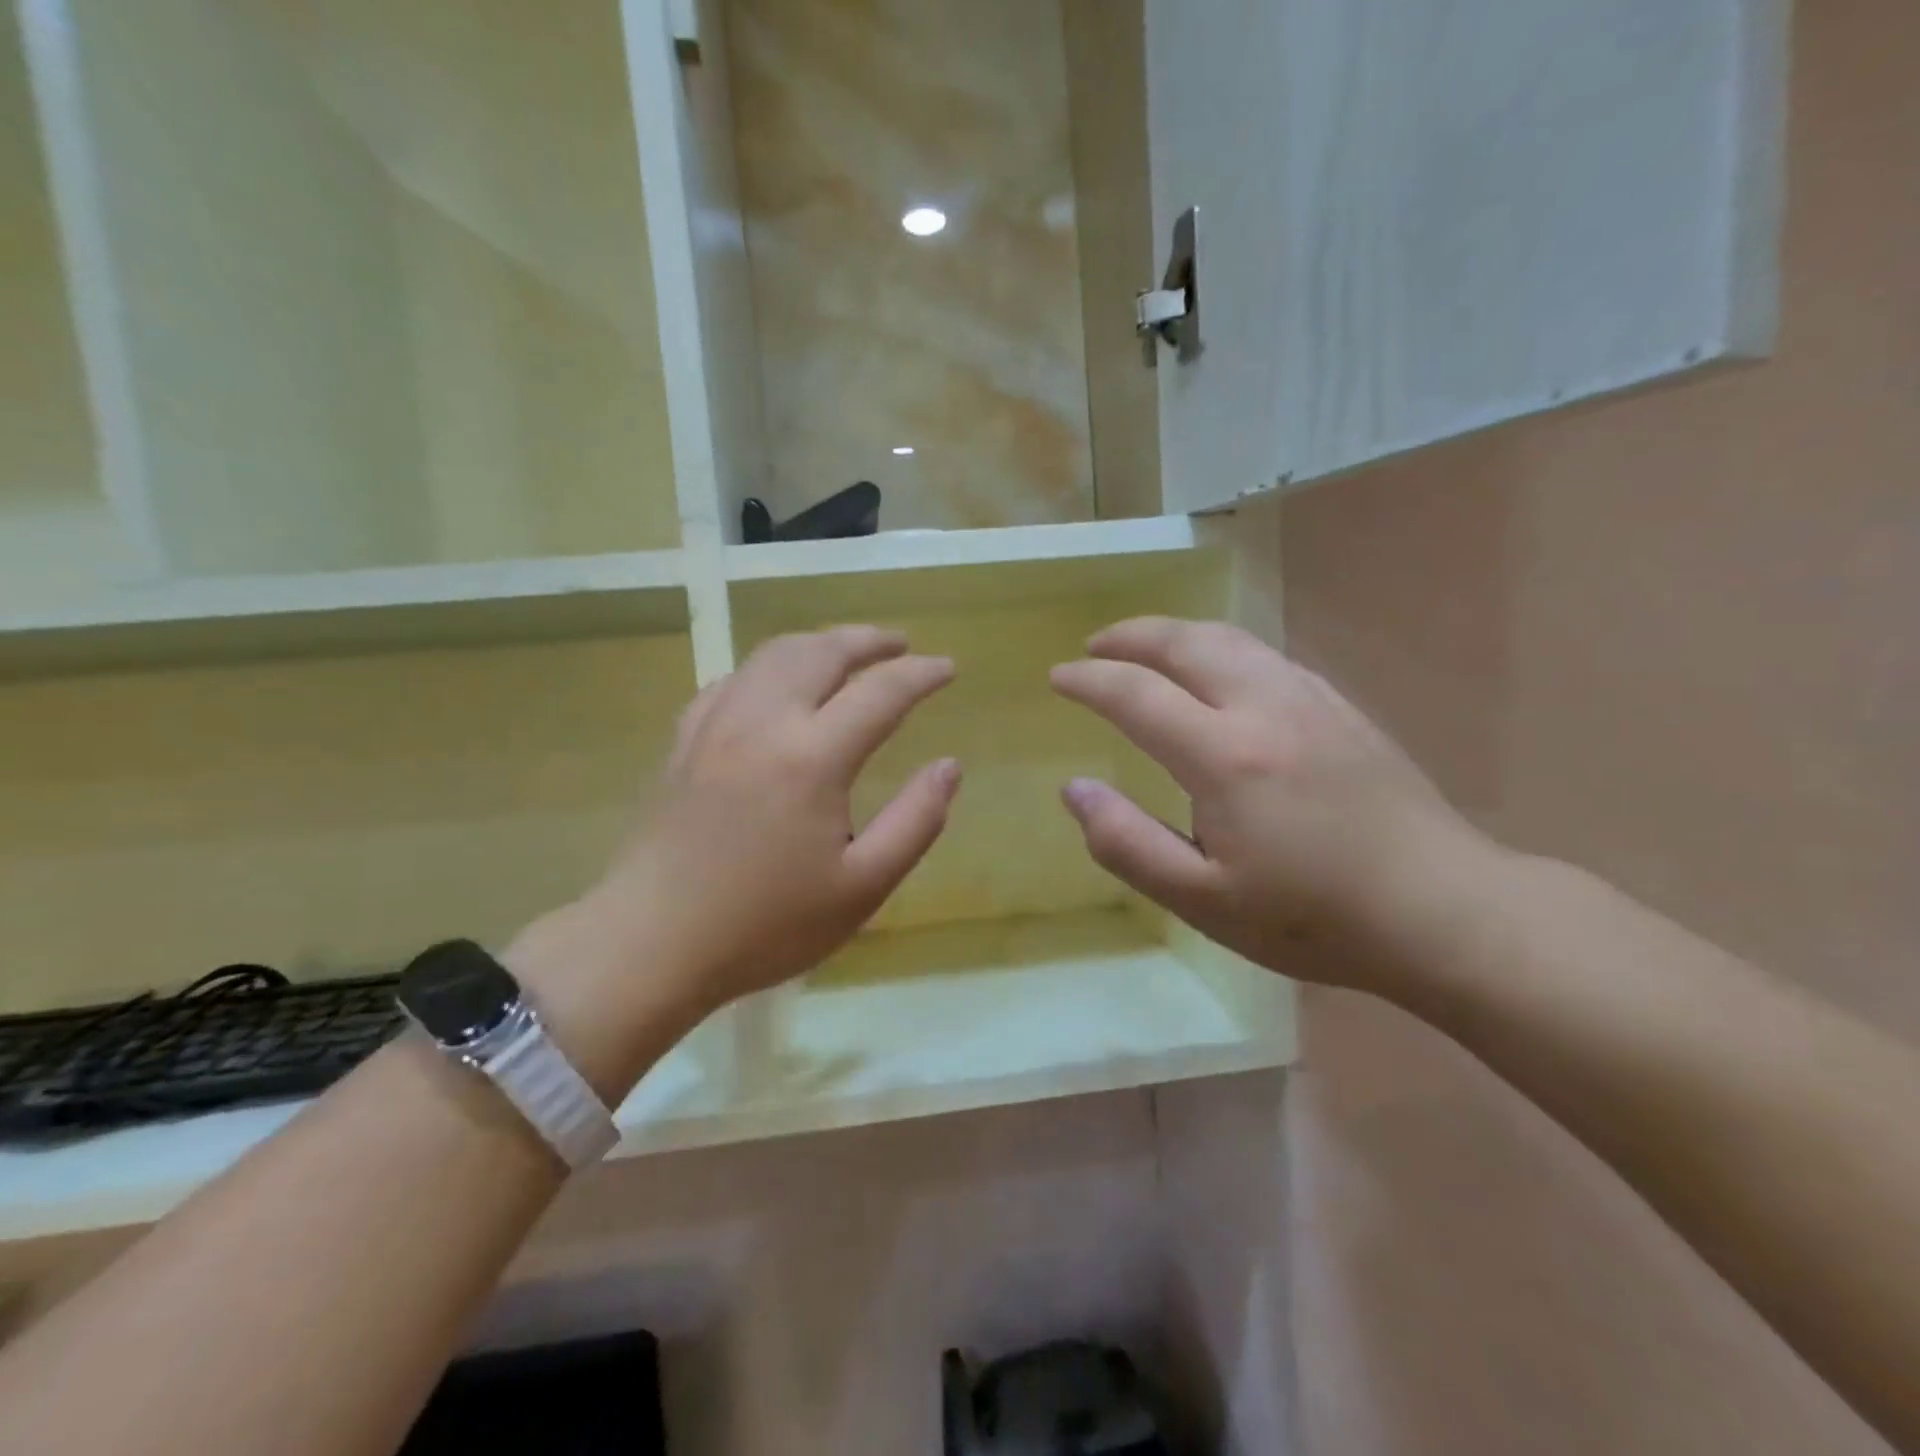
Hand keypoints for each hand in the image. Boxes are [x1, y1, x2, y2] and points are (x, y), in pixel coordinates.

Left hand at [510, 628, 958, 1091]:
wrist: (652, 943)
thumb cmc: (766, 925)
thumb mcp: (862, 887)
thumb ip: (915, 821)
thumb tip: (949, 766)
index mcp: (812, 757)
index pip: (880, 691)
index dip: (921, 673)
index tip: (948, 668)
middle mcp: (763, 722)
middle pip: (822, 652)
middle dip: (869, 640)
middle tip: (901, 644)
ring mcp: (715, 725)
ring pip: (773, 654)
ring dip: (819, 643)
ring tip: (847, 652)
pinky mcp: (684, 740)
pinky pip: (734, 680)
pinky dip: (770, 667)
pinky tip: (778, 685)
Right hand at [1050, 617, 1495, 989]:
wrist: (1444, 911)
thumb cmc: (1313, 917)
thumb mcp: (1202, 900)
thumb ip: (1126, 843)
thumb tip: (1075, 789)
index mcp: (1225, 756)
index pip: (1136, 694)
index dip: (1089, 681)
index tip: (1058, 678)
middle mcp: (1265, 707)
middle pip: (1186, 642)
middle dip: (1131, 635)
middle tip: (1095, 646)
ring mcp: (1310, 699)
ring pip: (1231, 639)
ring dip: (1177, 634)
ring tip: (1146, 647)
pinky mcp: (1341, 707)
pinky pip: (1266, 656)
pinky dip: (1222, 648)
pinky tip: (1218, 673)